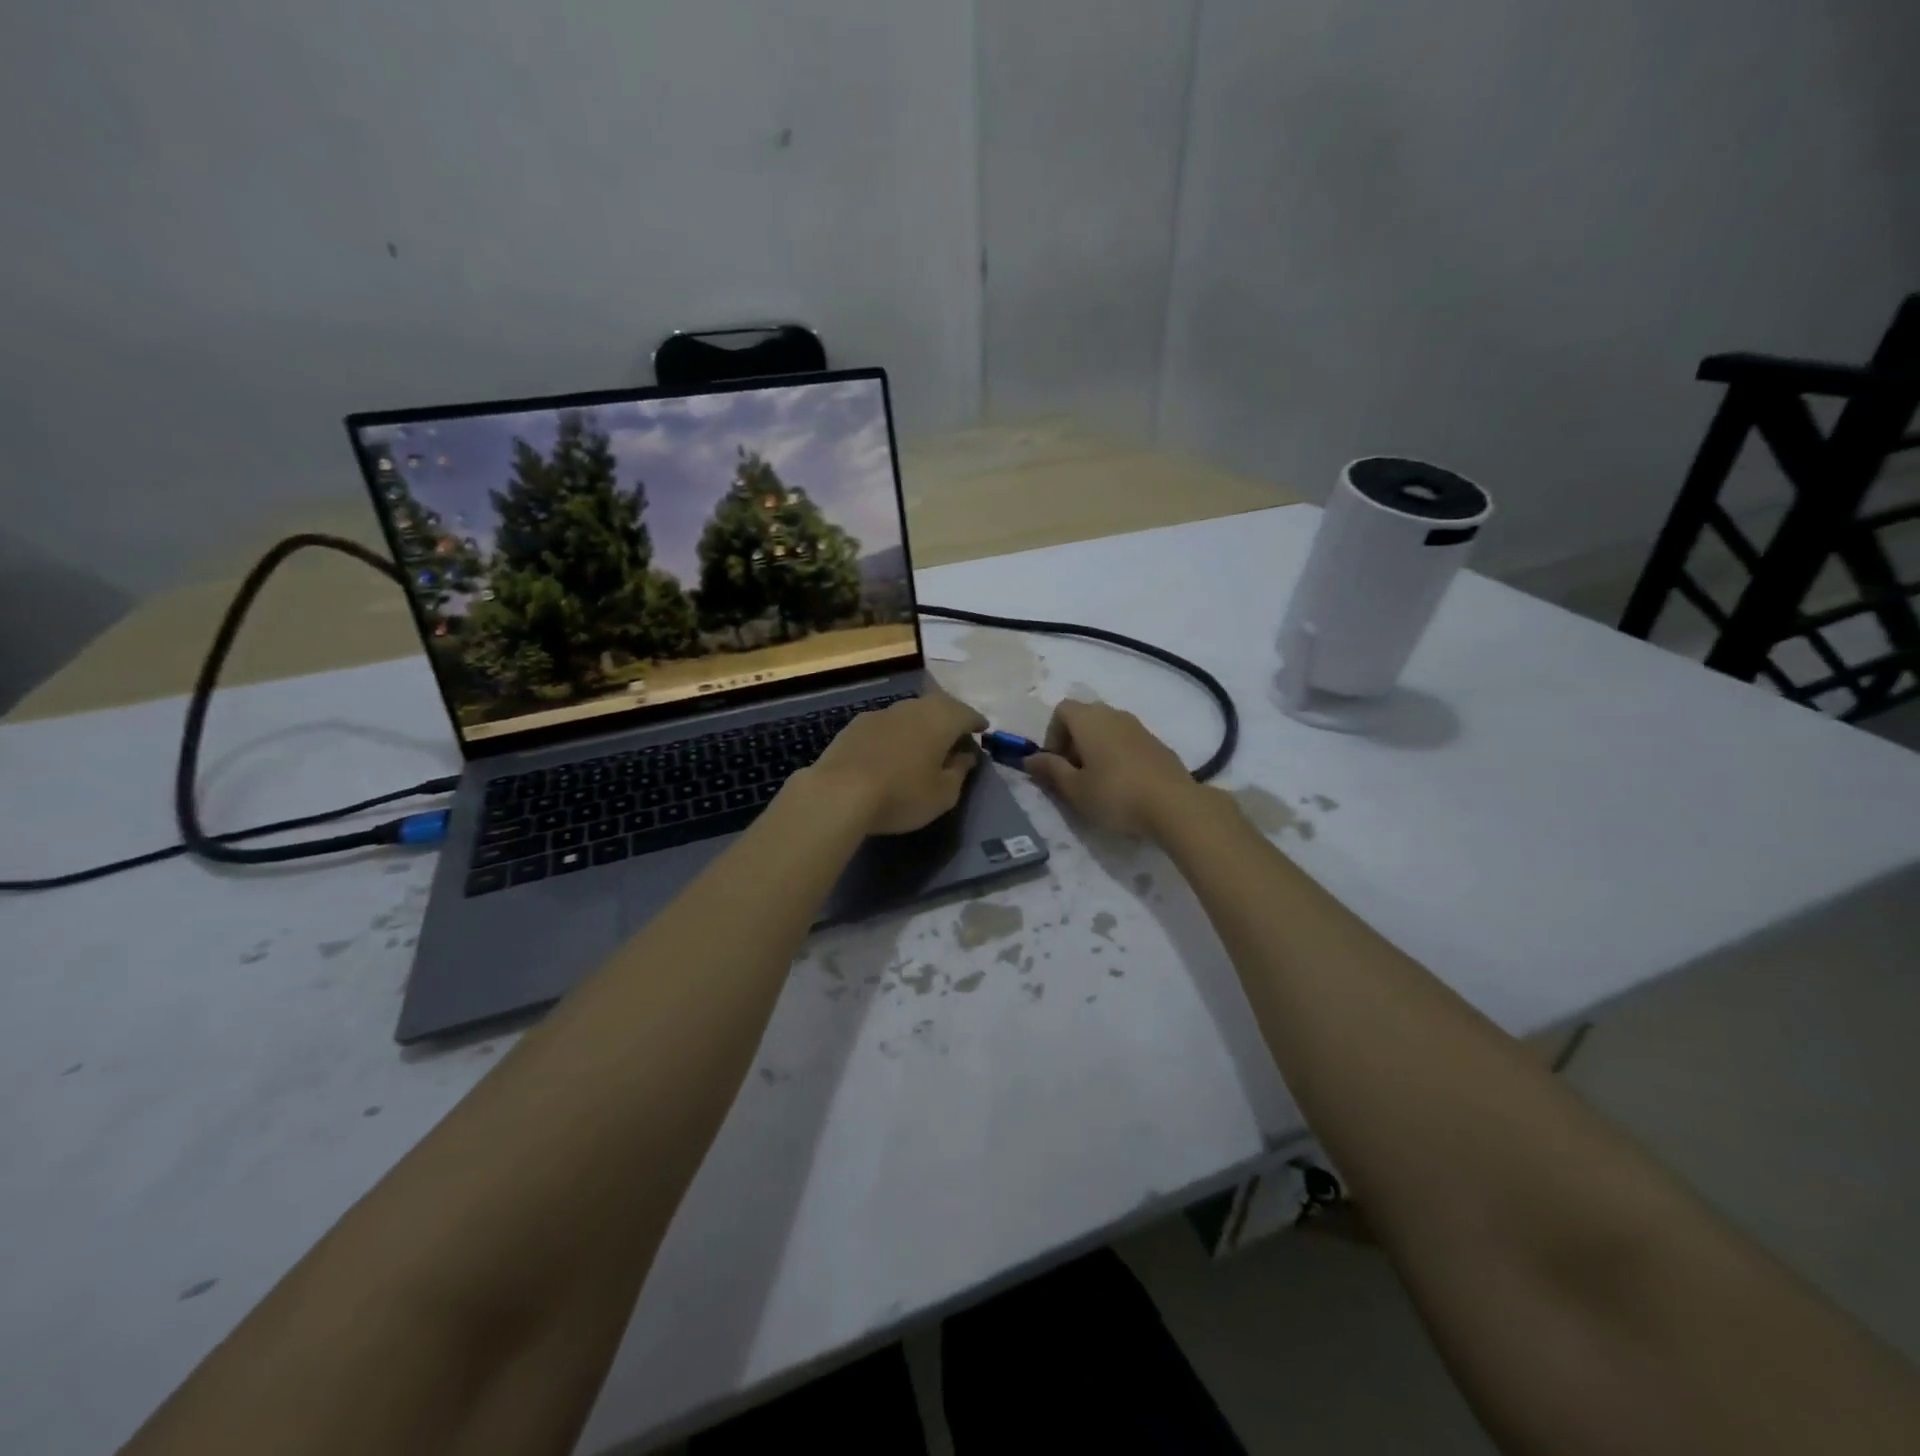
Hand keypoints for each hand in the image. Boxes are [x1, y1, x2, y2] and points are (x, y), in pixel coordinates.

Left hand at [803, 690, 988, 835]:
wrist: (838, 792)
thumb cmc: (902, 794)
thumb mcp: (943, 794)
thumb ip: (959, 772)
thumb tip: (965, 756)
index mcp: (941, 719)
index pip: (967, 714)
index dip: (977, 723)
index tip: (982, 731)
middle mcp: (913, 707)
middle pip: (938, 706)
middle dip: (950, 718)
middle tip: (956, 735)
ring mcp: (881, 713)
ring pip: (910, 713)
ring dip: (921, 725)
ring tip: (925, 743)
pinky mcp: (855, 725)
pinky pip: (887, 724)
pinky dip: (897, 733)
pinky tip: (893, 750)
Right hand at [1025, 700, 1198, 837]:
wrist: (1174, 804)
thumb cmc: (1115, 794)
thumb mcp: (1074, 789)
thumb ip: (1050, 770)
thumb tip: (1030, 758)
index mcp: (1089, 719)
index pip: (1061, 710)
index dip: (1052, 735)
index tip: (1056, 764)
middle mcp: (1114, 714)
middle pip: (1084, 717)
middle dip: (1073, 742)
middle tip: (1074, 775)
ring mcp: (1139, 727)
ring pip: (1107, 729)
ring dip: (1096, 749)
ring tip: (1098, 782)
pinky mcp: (1158, 743)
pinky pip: (1127, 741)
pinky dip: (1117, 755)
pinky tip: (1123, 785)